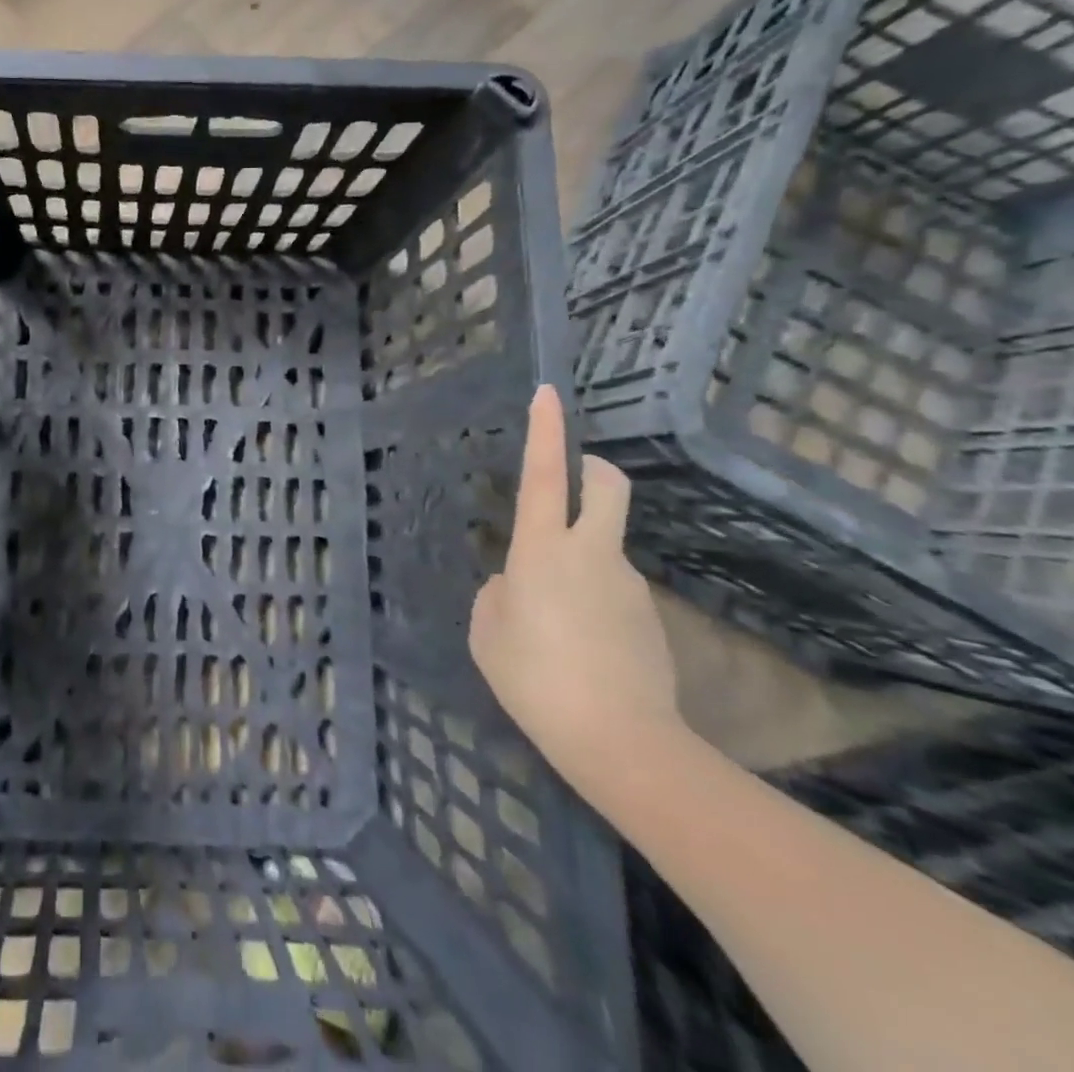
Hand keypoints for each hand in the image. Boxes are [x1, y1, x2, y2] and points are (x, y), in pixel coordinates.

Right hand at [469, 385, 684, 795]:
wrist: (621, 741)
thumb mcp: (487, 630)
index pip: (547, 474)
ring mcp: (628, 585)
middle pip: (607, 487)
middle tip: (572, 478)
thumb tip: (517, 585)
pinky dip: (588, 602)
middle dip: (593, 468)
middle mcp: (593, 553)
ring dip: (575, 561)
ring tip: (548, 624)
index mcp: (544, 549)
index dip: (547, 431)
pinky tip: (575, 649)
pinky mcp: (648, 618)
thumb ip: (498, 593)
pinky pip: (609, 592)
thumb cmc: (534, 676)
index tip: (548, 393)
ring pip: (600, 549)